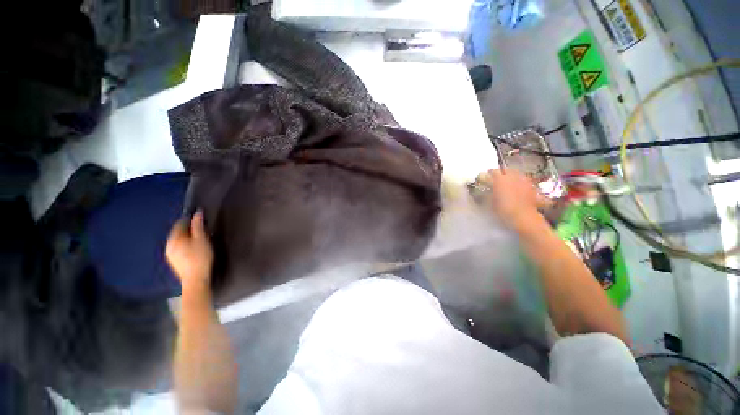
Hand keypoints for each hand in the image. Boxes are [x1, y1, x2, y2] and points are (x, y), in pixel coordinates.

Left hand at [166, 211, 213, 293]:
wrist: (195, 279)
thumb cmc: (200, 257)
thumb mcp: (202, 239)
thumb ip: (198, 226)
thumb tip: (198, 213)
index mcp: (174, 238)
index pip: (180, 223)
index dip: (190, 220)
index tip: (200, 220)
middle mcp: (168, 244)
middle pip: (178, 232)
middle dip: (188, 229)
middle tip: (201, 230)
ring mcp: (169, 254)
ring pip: (178, 240)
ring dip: (187, 237)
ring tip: (199, 239)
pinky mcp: (173, 261)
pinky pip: (178, 248)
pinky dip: (185, 245)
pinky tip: (193, 249)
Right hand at [475, 169, 548, 227]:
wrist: (523, 217)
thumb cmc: (503, 210)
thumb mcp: (490, 202)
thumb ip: (486, 193)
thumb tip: (484, 189)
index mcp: (500, 179)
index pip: (492, 171)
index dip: (488, 175)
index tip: (484, 179)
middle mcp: (513, 177)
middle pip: (506, 170)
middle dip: (500, 173)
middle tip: (495, 179)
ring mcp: (523, 181)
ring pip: (516, 173)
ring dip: (510, 176)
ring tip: (507, 183)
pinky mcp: (531, 187)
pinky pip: (523, 180)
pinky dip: (519, 182)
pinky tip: (517, 189)